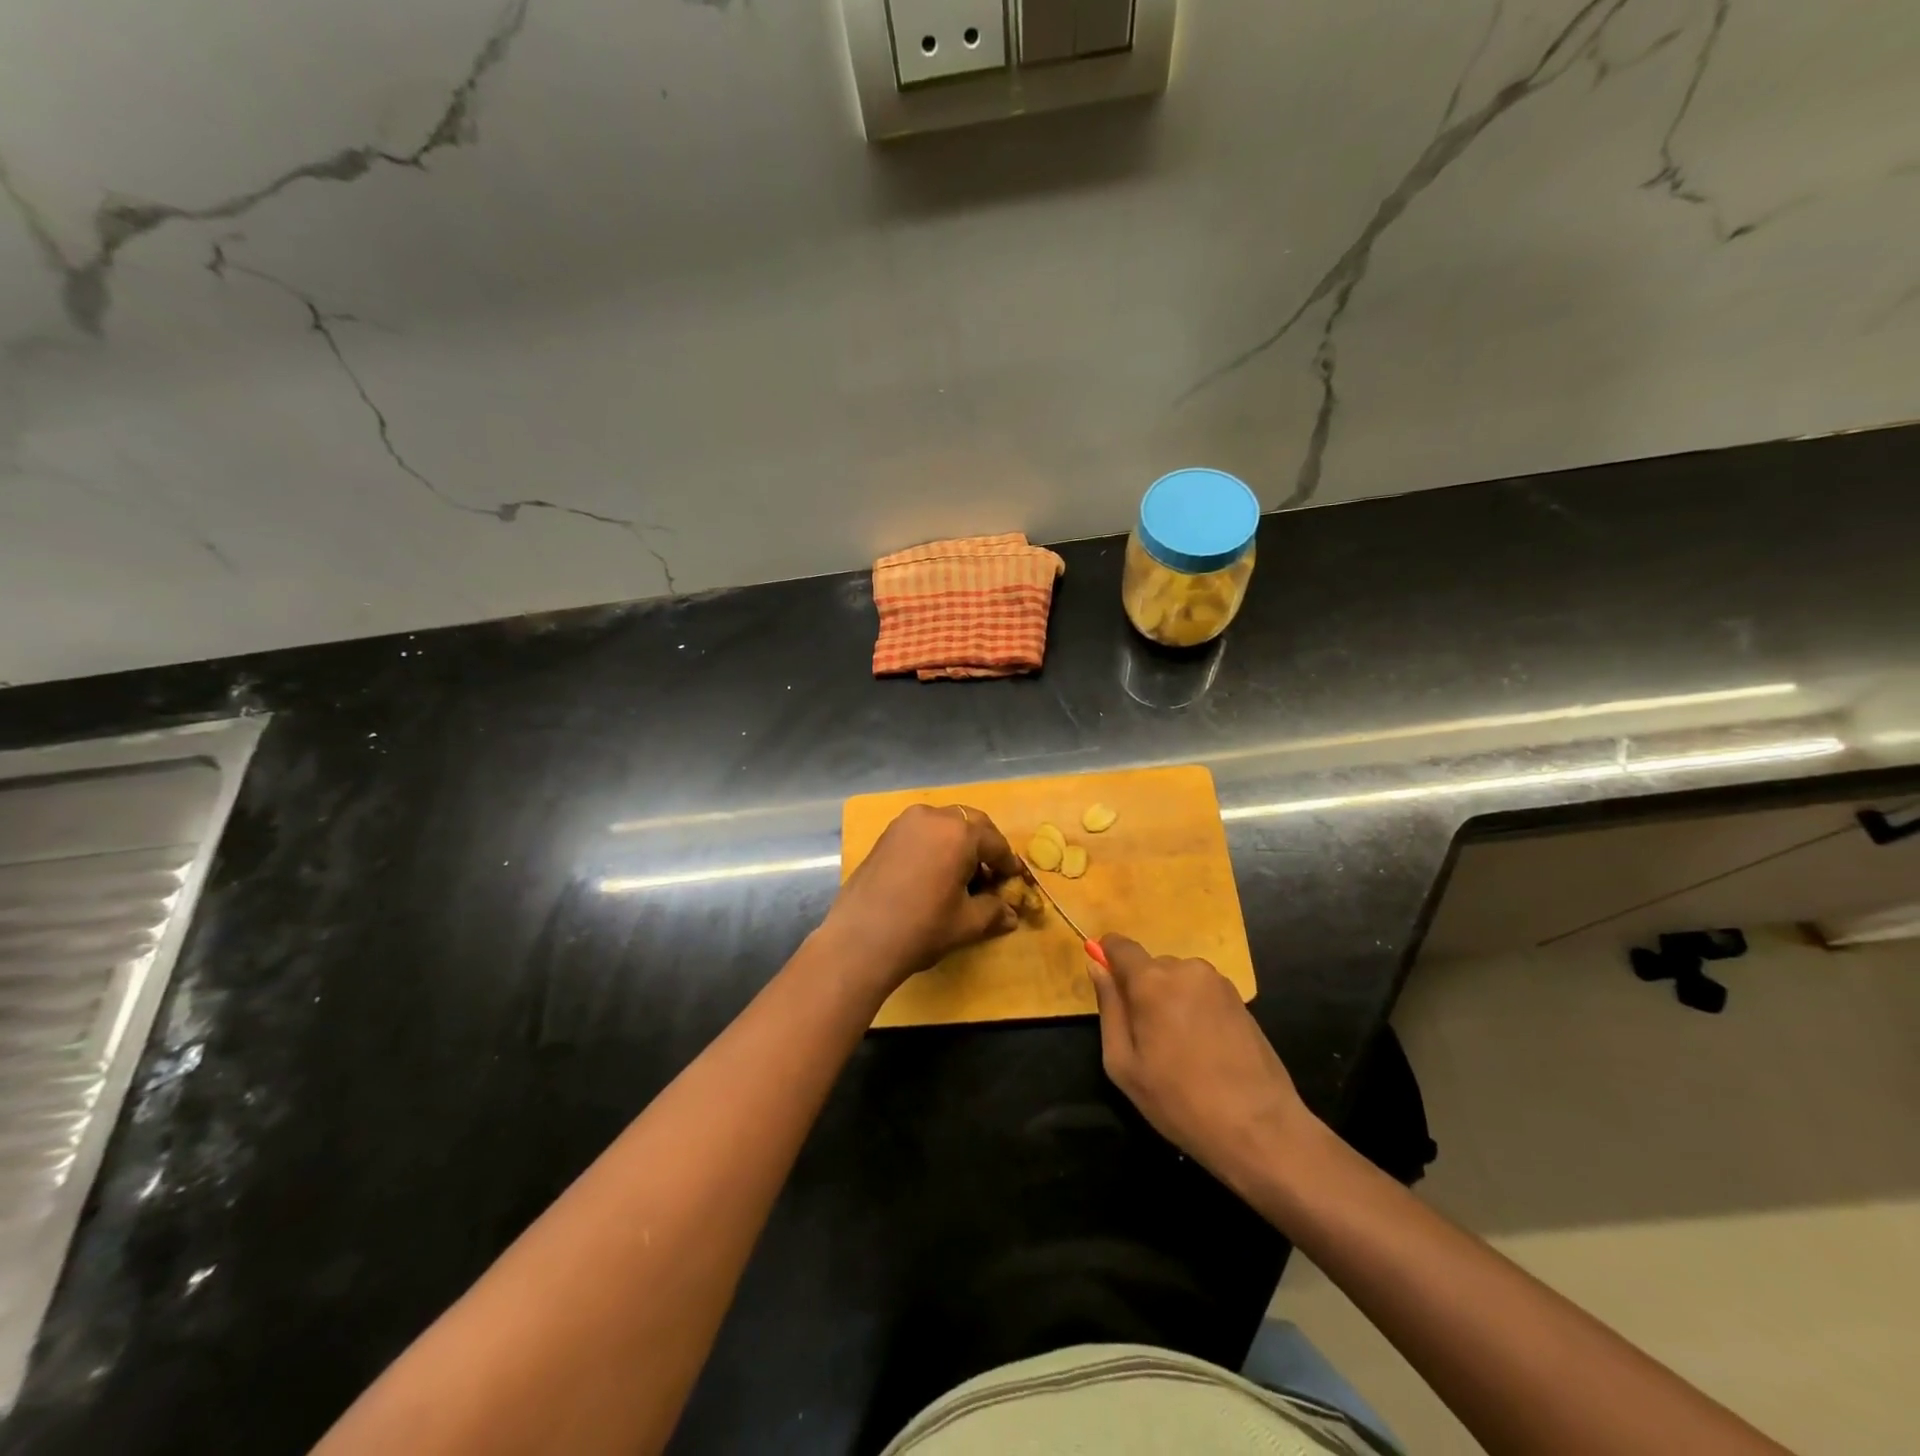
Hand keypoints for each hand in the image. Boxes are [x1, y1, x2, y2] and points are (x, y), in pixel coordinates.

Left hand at [823, 804, 1022, 991]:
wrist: (860, 939)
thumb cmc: (922, 927)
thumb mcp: (967, 923)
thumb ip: (993, 911)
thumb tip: (1011, 914)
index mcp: (959, 832)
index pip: (994, 842)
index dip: (1007, 863)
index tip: (1014, 880)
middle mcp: (932, 817)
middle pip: (970, 824)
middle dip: (984, 846)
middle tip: (991, 874)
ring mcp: (904, 823)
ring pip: (943, 824)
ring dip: (959, 843)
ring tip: (962, 875)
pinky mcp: (885, 836)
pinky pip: (921, 832)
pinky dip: (935, 845)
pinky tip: (935, 873)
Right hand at [1089, 935, 1317, 1189]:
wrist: (1259, 1128)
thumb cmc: (1179, 1100)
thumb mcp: (1124, 1064)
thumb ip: (1109, 1008)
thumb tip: (1097, 966)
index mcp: (1151, 981)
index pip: (1119, 945)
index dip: (1107, 956)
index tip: (1106, 984)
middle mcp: (1185, 969)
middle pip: (1150, 966)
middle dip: (1142, 990)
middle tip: (1146, 1037)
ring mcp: (1217, 982)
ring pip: (1177, 979)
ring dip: (1170, 1000)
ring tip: (1179, 1048)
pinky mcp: (1240, 999)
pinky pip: (1201, 991)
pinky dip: (1194, 1009)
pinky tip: (1204, 1048)